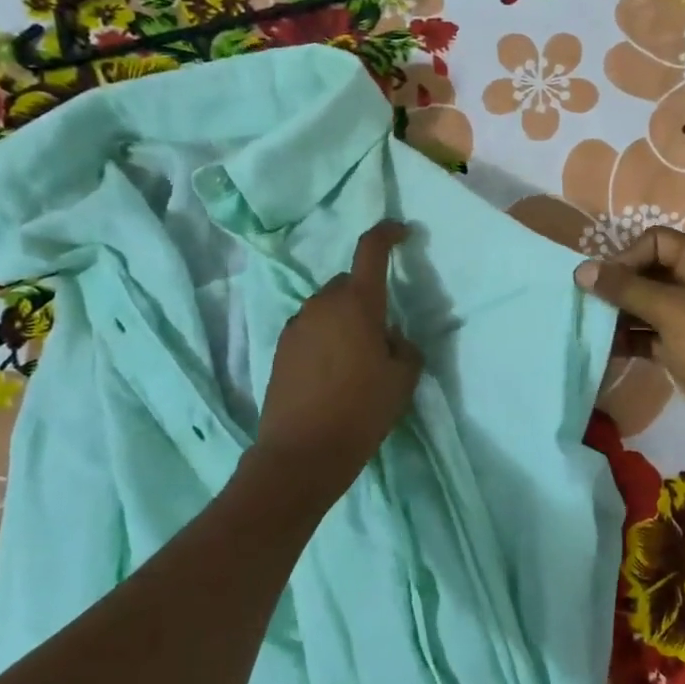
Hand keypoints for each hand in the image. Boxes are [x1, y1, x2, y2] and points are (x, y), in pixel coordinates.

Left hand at [255, 221, 422, 488]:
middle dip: (366, 296)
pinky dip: (326, 338)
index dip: (387, 234)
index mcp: (357, 304)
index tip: (401, 231)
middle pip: (347, 283)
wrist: (303, 452)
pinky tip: (334, 372)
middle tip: (382, 332)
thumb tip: (390, 338)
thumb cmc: (362, 410)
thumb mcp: (403, 379)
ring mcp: (296, 326)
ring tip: (358, 358)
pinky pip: (311, 329)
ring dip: (344, 319)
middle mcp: (322, 305)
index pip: (370, 251)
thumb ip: (404, 347)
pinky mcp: (280, 349)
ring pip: (327, 307)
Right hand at [575, 227, 684, 454]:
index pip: (655, 241)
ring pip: (644, 306)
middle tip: (586, 306)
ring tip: (589, 328)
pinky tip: (603, 350)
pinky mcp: (682, 348)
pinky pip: (647, 335)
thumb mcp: (671, 310)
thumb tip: (582, 270)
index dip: (627, 257)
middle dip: (617, 287)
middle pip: (647, 273)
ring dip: (618, 315)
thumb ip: (625, 289)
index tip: (604, 283)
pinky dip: (627, 340)